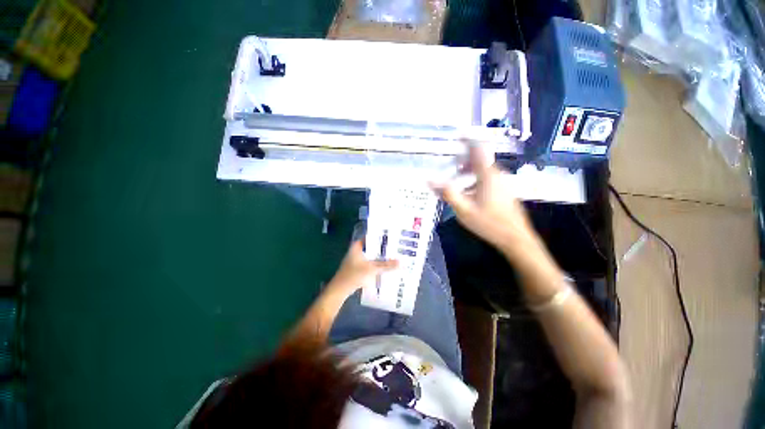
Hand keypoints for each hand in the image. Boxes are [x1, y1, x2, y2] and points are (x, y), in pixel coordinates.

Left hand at [325, 241, 398, 298]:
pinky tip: (384, 267)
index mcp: (357, 246)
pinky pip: (369, 262)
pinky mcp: (356, 267)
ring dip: (379, 257)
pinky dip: (375, 264)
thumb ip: (386, 266)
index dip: (381, 237)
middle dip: (382, 249)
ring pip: (371, 255)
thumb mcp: (372, 269)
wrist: (340, 289)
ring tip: (393, 256)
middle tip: (395, 248)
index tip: (392, 238)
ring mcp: (356, 259)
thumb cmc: (354, 275)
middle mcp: (356, 250)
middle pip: (372, 247)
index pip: (371, 237)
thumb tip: (401, 262)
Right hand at [431, 141, 540, 255]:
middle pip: (478, 160)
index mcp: (487, 175)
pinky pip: (486, 178)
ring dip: (467, 171)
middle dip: (462, 160)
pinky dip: (474, 179)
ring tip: (454, 181)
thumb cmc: (489, 223)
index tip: (456, 135)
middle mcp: (496, 174)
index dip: (467, 139)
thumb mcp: (464, 210)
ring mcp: (502, 182)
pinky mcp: (503, 190)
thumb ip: (448, 193)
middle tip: (448, 165)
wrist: (516, 238)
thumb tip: (430, 180)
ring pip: (482, 170)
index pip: (477, 149)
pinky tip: (467, 193)